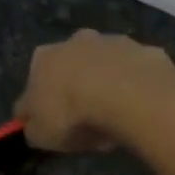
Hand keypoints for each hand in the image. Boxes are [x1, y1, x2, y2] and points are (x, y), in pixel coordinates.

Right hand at [14, 30, 174, 153]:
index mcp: (43, 58)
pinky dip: (136, 88)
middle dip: (78, 89)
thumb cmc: (72, 115)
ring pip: (106, 66)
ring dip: (108, 86)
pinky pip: (136, 73)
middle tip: (87, 122)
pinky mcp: (144, 50)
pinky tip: (140, 110)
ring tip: (116, 119)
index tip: (54, 125)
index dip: (43, 105)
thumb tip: (30, 121)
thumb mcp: (40, 134)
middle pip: (72, 67)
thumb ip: (32, 126)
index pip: (35, 82)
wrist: (126, 95)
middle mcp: (75, 40)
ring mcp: (113, 41)